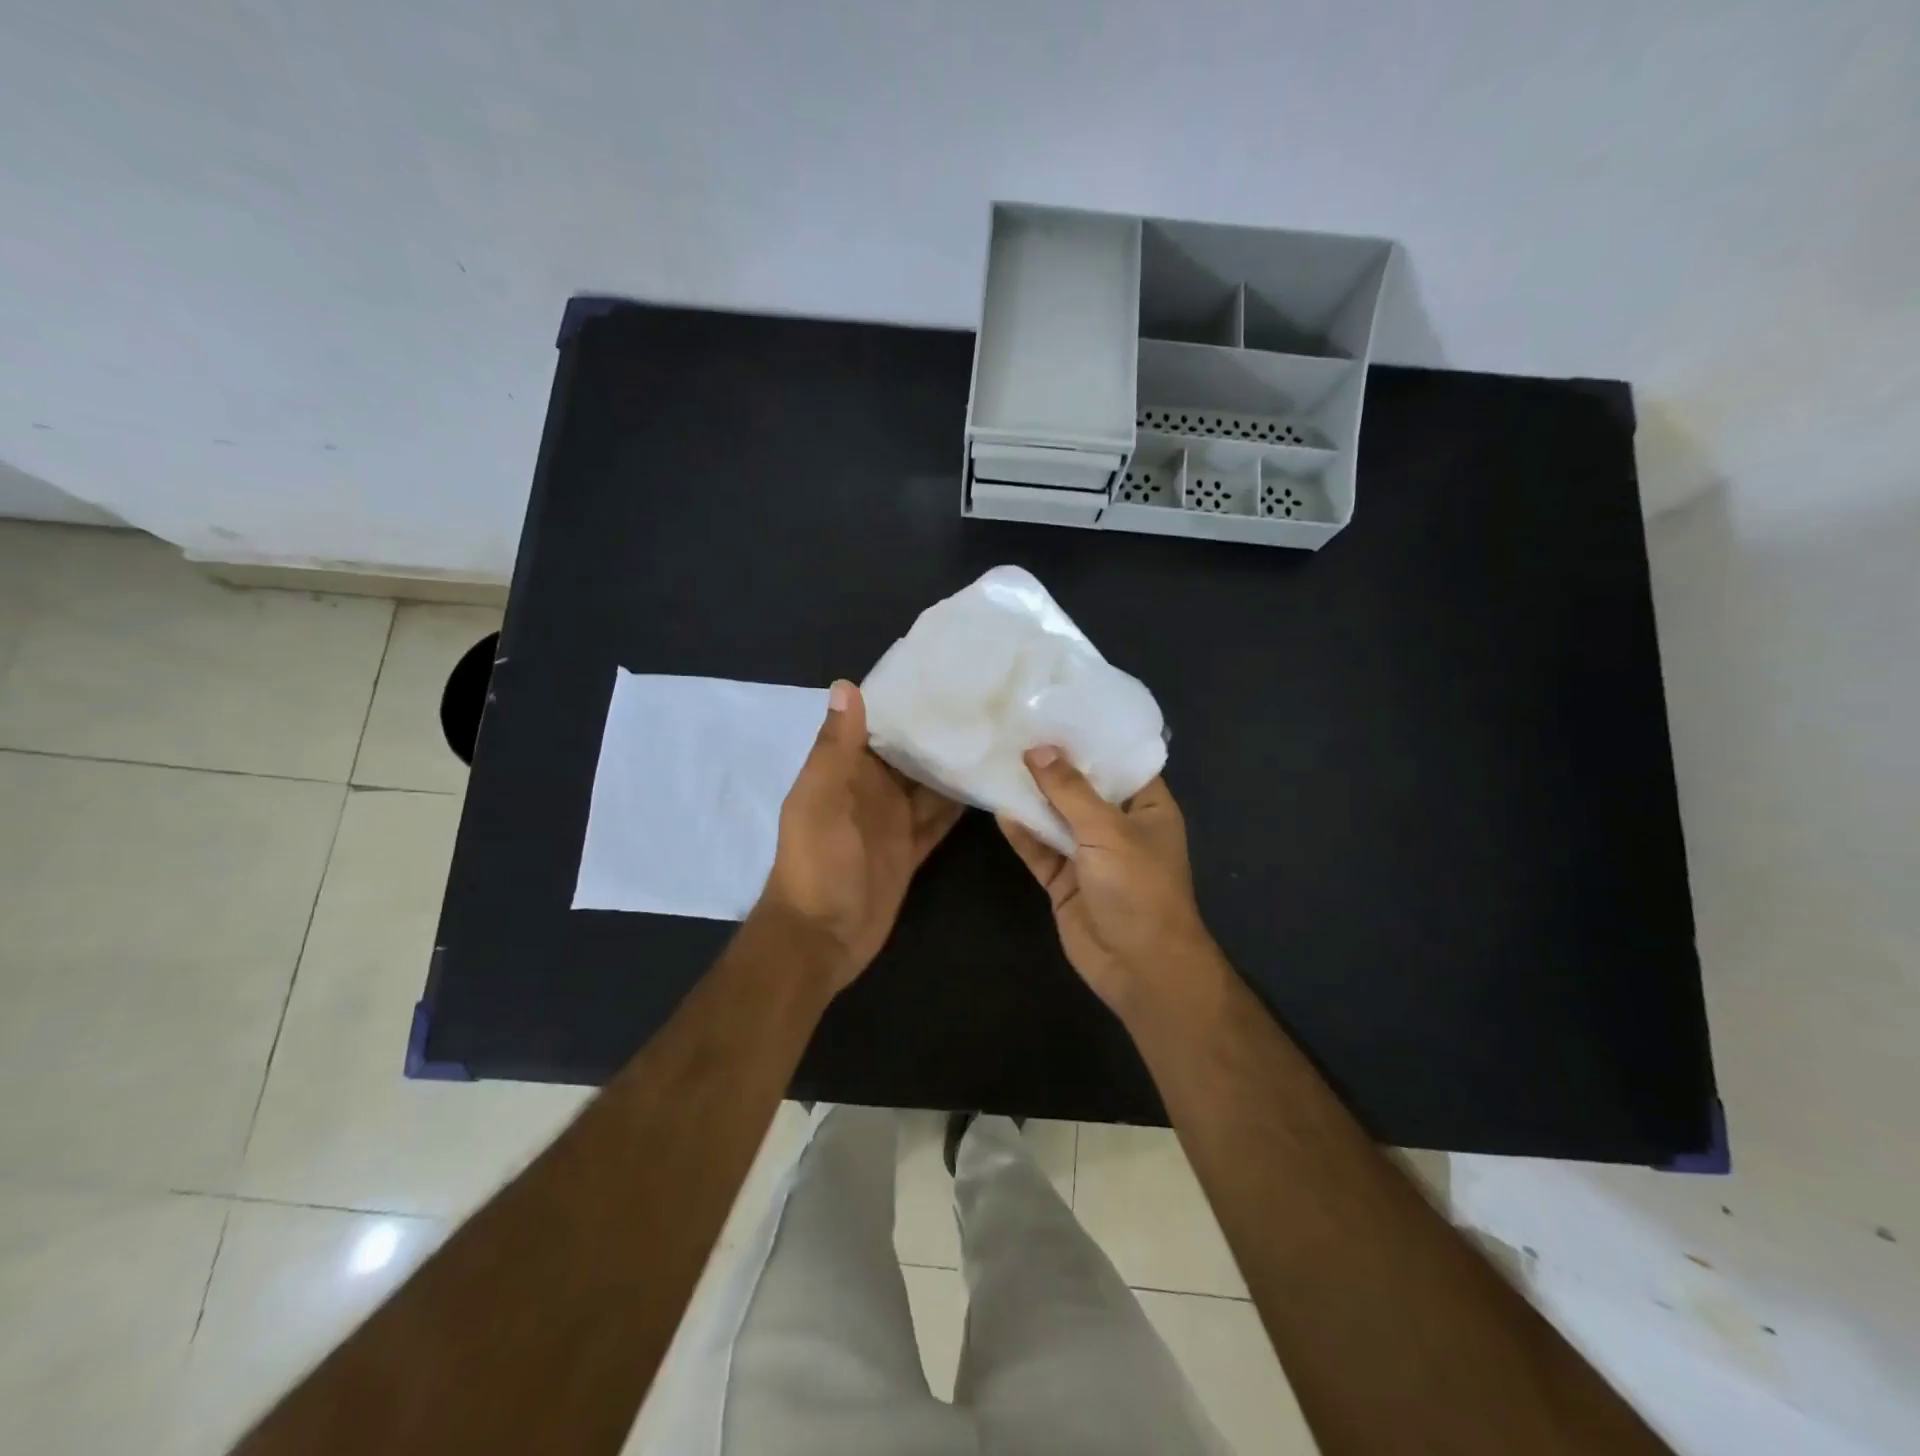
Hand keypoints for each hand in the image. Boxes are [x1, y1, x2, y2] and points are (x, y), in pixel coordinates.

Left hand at [759, 680, 963, 990]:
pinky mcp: (912, 848)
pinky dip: (959, 804)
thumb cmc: (815, 862)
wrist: (821, 936)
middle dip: (938, 731)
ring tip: (997, 735)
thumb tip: (845, 685)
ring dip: (954, 765)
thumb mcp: (820, 799)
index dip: (904, 702)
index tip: (944, 676)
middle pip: (909, 754)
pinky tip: (990, 783)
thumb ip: (836, 747)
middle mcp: (871, 789)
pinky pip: (939, 819)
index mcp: (844, 771)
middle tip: (986, 702)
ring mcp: (893, 820)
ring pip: (929, 784)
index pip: (877, 725)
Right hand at [998, 747, 1216, 1017]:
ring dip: (1033, 798)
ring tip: (1001, 760)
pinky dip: (1023, 833)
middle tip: (1019, 729)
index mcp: (1147, 809)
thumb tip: (1039, 750)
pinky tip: (999, 809)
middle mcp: (1119, 827)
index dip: (1093, 739)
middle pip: (1083, 789)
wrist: (1139, 967)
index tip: (1060, 711)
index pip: (1121, 763)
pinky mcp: (1064, 880)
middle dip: (1054, 765)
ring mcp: (1089, 855)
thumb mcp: (1107, 831)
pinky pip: (1040, 850)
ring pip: (1057, 818)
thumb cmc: (1139, 888)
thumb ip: (1070, 791)